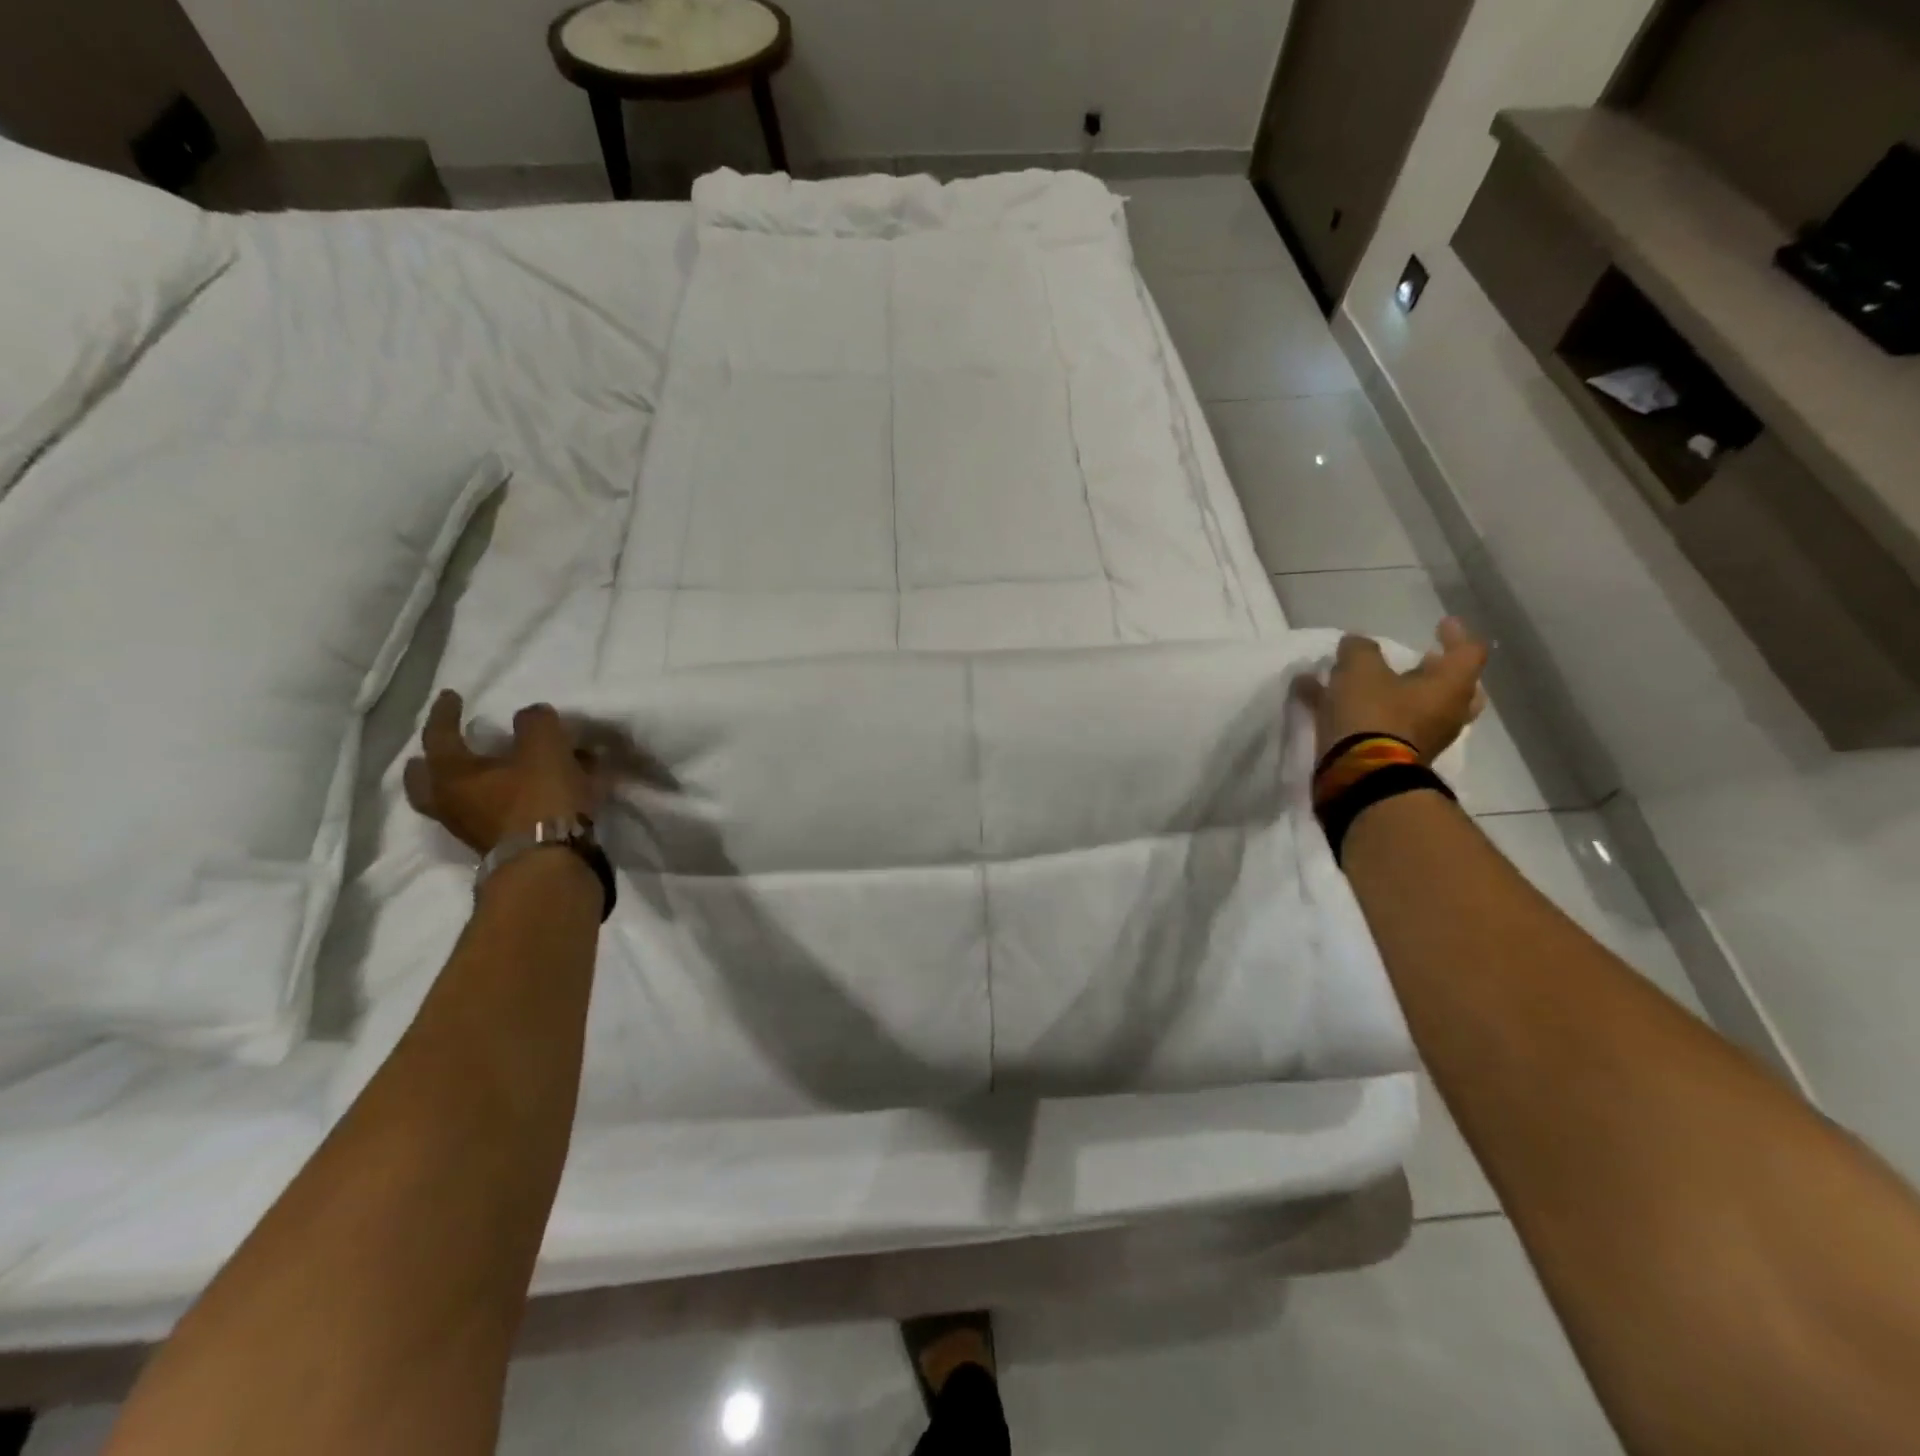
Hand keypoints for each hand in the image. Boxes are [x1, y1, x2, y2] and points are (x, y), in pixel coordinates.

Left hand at [403, 691, 602, 855]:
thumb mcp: (543, 746)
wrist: (551, 863)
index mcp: (452, 775)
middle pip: (427, 782)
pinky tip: (534, 792)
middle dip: (430, 763)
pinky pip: (500, 813)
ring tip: (496, 769)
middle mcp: (454, 804)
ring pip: (464, 800)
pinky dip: (510, 799)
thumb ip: (535, 722)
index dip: (446, 713)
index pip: (440, 736)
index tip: (451, 695)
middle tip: (435, 751)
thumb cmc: (538, 798)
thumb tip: (530, 716)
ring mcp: (476, 830)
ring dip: (474, 783)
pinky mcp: (504, 846)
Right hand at [1304, 617, 1489, 763]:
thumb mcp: (1360, 669)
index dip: (1456, 634)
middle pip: (1453, 687)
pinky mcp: (1395, 755)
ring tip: (1365, 679)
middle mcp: (1445, 713)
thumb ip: (1359, 650)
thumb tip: (1356, 644)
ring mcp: (1423, 737)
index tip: (1441, 624)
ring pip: (1417, 707)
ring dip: (1395, 691)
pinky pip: (1382, 723)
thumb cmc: (1373, 714)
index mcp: (1450, 686)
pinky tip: (1322, 699)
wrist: (1361, 775)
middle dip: (1436, 672)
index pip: (1468, 652)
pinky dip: (1361, 710)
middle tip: (1422, 660)